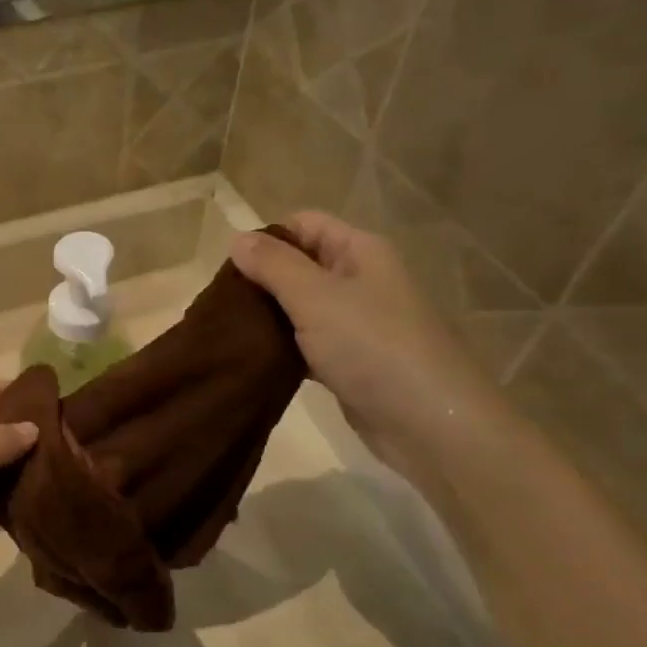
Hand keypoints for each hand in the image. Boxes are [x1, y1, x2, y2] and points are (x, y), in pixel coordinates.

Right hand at [231, 213, 516, 479]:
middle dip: (261, 280)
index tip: (228, 268)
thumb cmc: (372, 346)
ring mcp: (356, 323)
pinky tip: (253, 359)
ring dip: (268, 317)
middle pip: (300, 266)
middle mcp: (360, 280)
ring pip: (300, 308)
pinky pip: (306, 344)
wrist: (425, 421)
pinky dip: (282, 348)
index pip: (305, 225)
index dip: (266, 238)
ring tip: (228, 331)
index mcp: (360, 251)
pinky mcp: (349, 362)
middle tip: (220, 304)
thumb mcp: (315, 297)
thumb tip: (235, 238)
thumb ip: (273, 266)